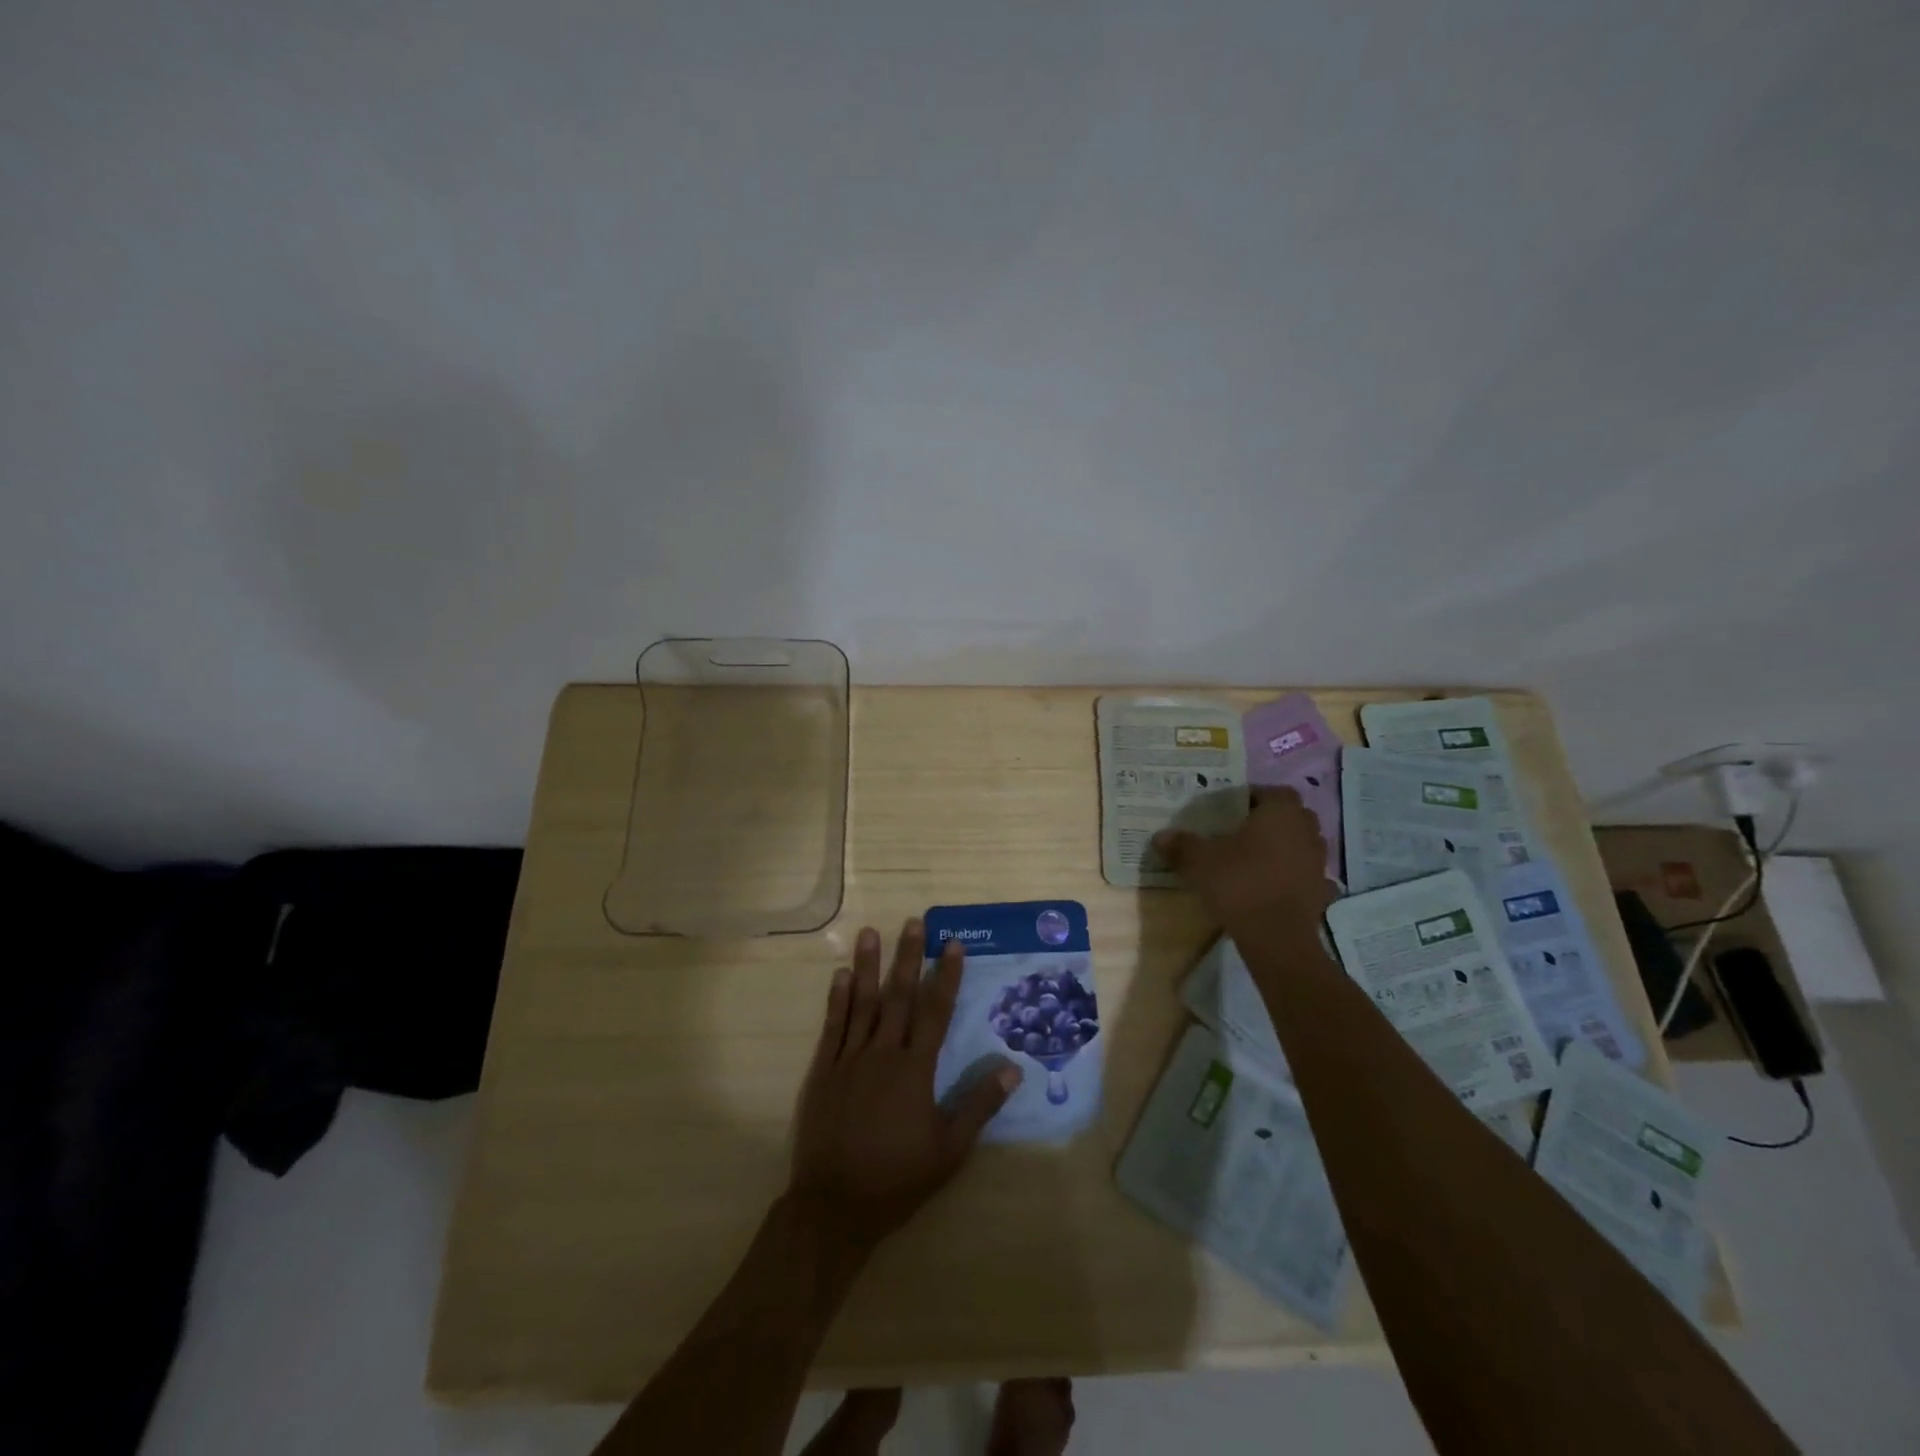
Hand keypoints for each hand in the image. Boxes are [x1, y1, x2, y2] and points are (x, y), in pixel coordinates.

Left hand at [790, 921, 1020, 1251]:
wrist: (834, 1205)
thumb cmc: (897, 1178)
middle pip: (899, 996)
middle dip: (909, 957)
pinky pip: (833, 1026)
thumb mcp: (949, 1150)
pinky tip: (840, 976)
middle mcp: (883, 1053)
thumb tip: (1013, 1068)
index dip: (947, 976)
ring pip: (862, 1002)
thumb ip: (979, 1105)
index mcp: (915, 1069)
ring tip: (870, 933)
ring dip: (868, 966)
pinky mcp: (824, 1071)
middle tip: (913, 922)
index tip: (953, 944)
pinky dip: (837, 999)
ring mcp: (849, 1059)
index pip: (936, 1012)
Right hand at [1153, 787, 1337, 933]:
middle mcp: (1306, 831)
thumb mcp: (1199, 862)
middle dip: (1270, 820)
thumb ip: (1181, 845)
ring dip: (1283, 847)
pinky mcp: (1321, 891)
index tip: (1230, 810)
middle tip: (1241, 831)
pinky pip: (1304, 873)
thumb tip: (1161, 836)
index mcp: (1280, 813)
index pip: (1272, 792)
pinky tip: (1270, 885)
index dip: (1252, 797)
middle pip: (1291, 816)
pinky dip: (1291, 875)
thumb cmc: (1239, 884)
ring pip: (1300, 844)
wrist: (1277, 938)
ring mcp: (1318, 862)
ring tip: (1254, 858)